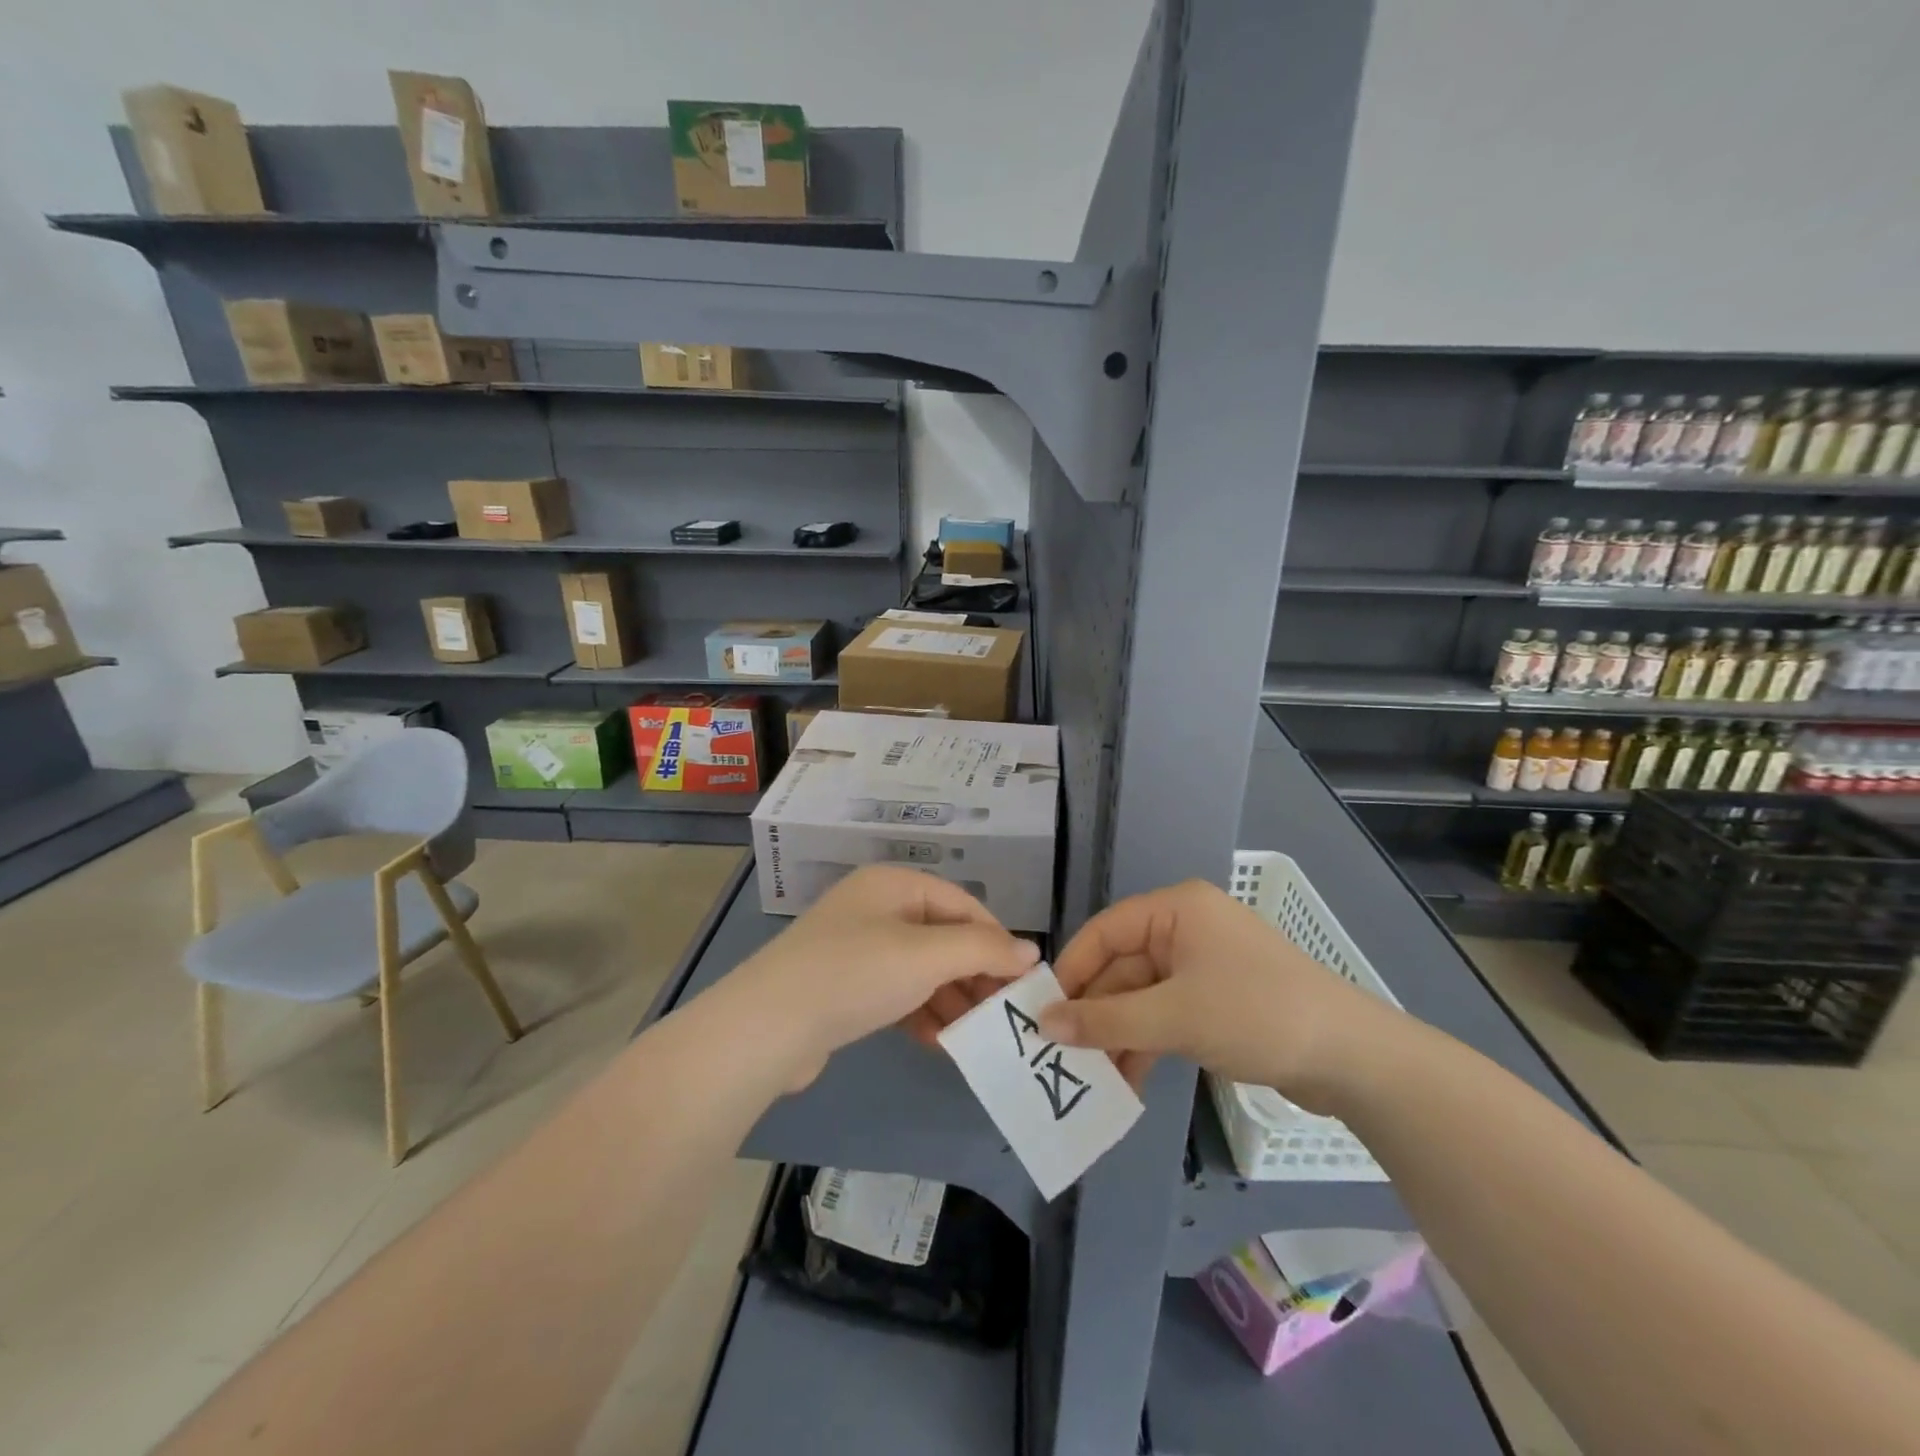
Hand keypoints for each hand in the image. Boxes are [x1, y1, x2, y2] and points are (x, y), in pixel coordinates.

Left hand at [726, 866, 1038, 1088]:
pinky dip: (919, 1012)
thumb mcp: (927, 956)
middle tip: (1004, 1013)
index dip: (996, 939)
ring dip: (950, 998)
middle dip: (974, 973)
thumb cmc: (855, 974)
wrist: (767, 1027)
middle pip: (942, 936)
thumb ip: (983, 950)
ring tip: (977, 1034)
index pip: (963, 904)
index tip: (1024, 980)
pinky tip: (938, 1042)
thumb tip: (1031, 952)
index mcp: (893, 884)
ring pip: (920, 968)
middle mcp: (875, 908)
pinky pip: (895, 992)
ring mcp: (855, 947)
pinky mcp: (842, 986)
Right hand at [1037, 880, 1399, 1110]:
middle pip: (1123, 967)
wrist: (1352, 1058)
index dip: (1072, 969)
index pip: (1106, 930)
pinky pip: (1165, 1016)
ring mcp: (1203, 968)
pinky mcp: (1217, 1002)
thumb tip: (1044, 1024)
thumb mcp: (1174, 1017)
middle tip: (1060, 1053)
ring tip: (1089, 1077)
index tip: (1043, 1010)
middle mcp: (1186, 930)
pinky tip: (1126, 1081)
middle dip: (1095, 1011)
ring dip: (1118, 1035)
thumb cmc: (1256, 1014)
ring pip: (1142, 997)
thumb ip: (1105, 1020)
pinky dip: (1146, 1044)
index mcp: (1177, 910)